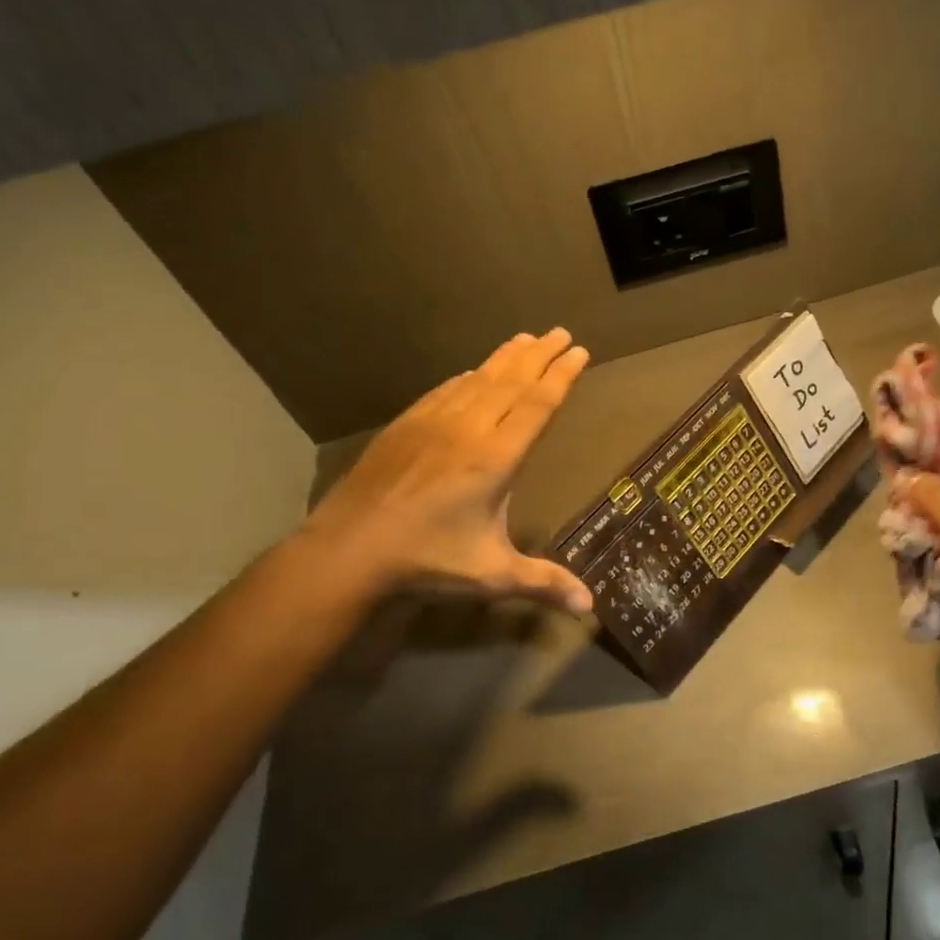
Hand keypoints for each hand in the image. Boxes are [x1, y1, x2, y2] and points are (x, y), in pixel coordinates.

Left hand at [298, 329, 594, 613]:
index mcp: (496, 458)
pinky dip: (468, 376)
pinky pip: (446, 390)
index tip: (579, 351)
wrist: (349, 548)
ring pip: (479, 379)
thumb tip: (590, 607)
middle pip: (512, 381)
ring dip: (506, 357)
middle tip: (562, 332)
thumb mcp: (492, 574)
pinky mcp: (406, 425)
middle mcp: (470, 429)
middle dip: (541, 355)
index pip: (538, 405)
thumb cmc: (427, 559)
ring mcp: (434, 422)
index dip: (561, 376)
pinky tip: (472, 372)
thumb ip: (543, 583)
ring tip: (527, 338)